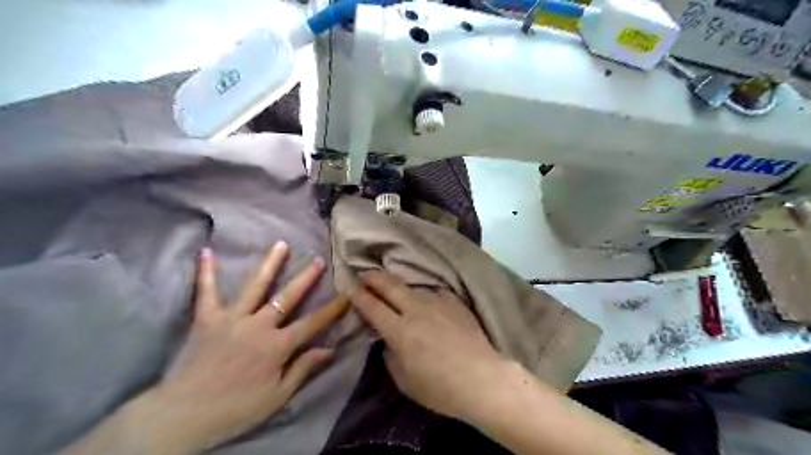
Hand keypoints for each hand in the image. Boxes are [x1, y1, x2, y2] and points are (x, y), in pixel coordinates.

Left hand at [141, 244, 348, 452]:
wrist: (183, 416)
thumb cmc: (236, 408)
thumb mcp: (278, 396)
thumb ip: (303, 368)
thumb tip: (330, 348)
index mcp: (277, 346)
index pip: (312, 323)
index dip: (332, 309)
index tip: (347, 294)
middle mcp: (258, 325)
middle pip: (287, 296)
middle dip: (306, 278)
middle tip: (318, 260)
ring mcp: (232, 318)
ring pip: (255, 286)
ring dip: (270, 264)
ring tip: (281, 244)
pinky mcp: (207, 319)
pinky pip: (206, 292)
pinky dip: (206, 272)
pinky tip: (207, 252)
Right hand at [349, 270, 505, 423]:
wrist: (483, 379)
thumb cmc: (440, 388)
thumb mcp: (405, 381)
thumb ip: (391, 357)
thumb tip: (389, 341)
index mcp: (399, 330)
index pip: (372, 307)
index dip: (358, 295)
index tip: (349, 285)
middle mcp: (416, 310)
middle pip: (390, 286)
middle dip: (374, 278)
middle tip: (365, 274)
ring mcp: (438, 303)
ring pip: (413, 288)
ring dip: (401, 288)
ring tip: (397, 291)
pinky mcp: (456, 303)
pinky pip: (436, 293)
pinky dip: (428, 296)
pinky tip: (429, 300)